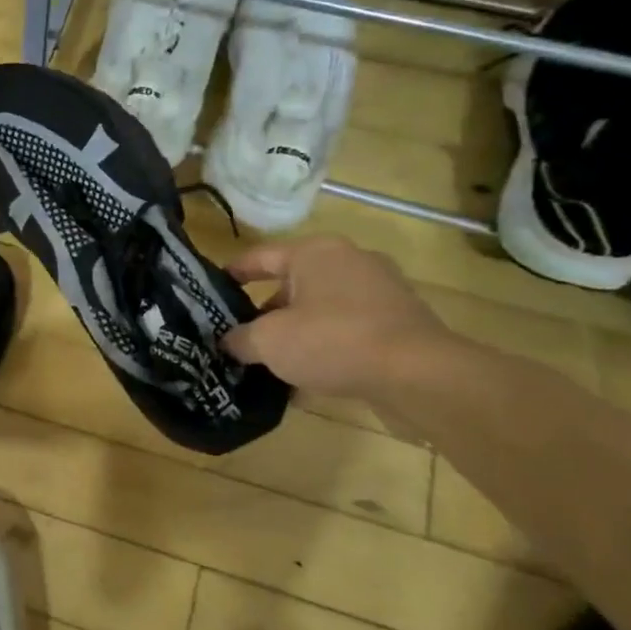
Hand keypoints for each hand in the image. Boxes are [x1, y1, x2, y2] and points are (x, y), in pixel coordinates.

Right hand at [222, 236, 455, 400]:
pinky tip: (311, 376)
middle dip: (265, 311)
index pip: (260, 257)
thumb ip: (240, 339)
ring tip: (273, 362)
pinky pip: (349, 328)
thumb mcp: (269, 342)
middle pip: (292, 284)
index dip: (232, 273)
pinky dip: (327, 345)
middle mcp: (349, 260)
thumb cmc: (332, 341)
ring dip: (297, 331)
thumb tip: (229, 342)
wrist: (418, 374)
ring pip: (321, 308)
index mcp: (314, 252)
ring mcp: (380, 289)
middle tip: (242, 337)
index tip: (212, 289)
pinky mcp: (400, 320)